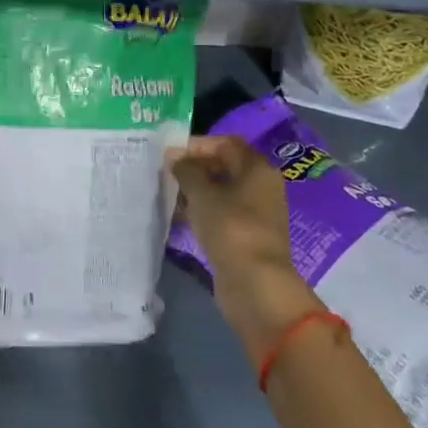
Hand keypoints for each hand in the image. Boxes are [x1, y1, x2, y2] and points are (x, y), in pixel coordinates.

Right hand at [168, 137, 324, 366]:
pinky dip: (202, 212)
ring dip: (196, 192)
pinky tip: (180, 218)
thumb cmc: (230, 228)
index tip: (170, 154)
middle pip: (224, 167)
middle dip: (194, 168)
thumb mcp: (202, 194)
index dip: (197, 145)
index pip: (226, 144)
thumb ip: (186, 170)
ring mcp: (256, 213)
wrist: (254, 283)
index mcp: (257, 169)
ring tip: (168, 195)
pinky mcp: (247, 236)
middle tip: (166, 174)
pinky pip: (222, 214)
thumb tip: (175, 157)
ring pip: (222, 192)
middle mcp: (261, 187)